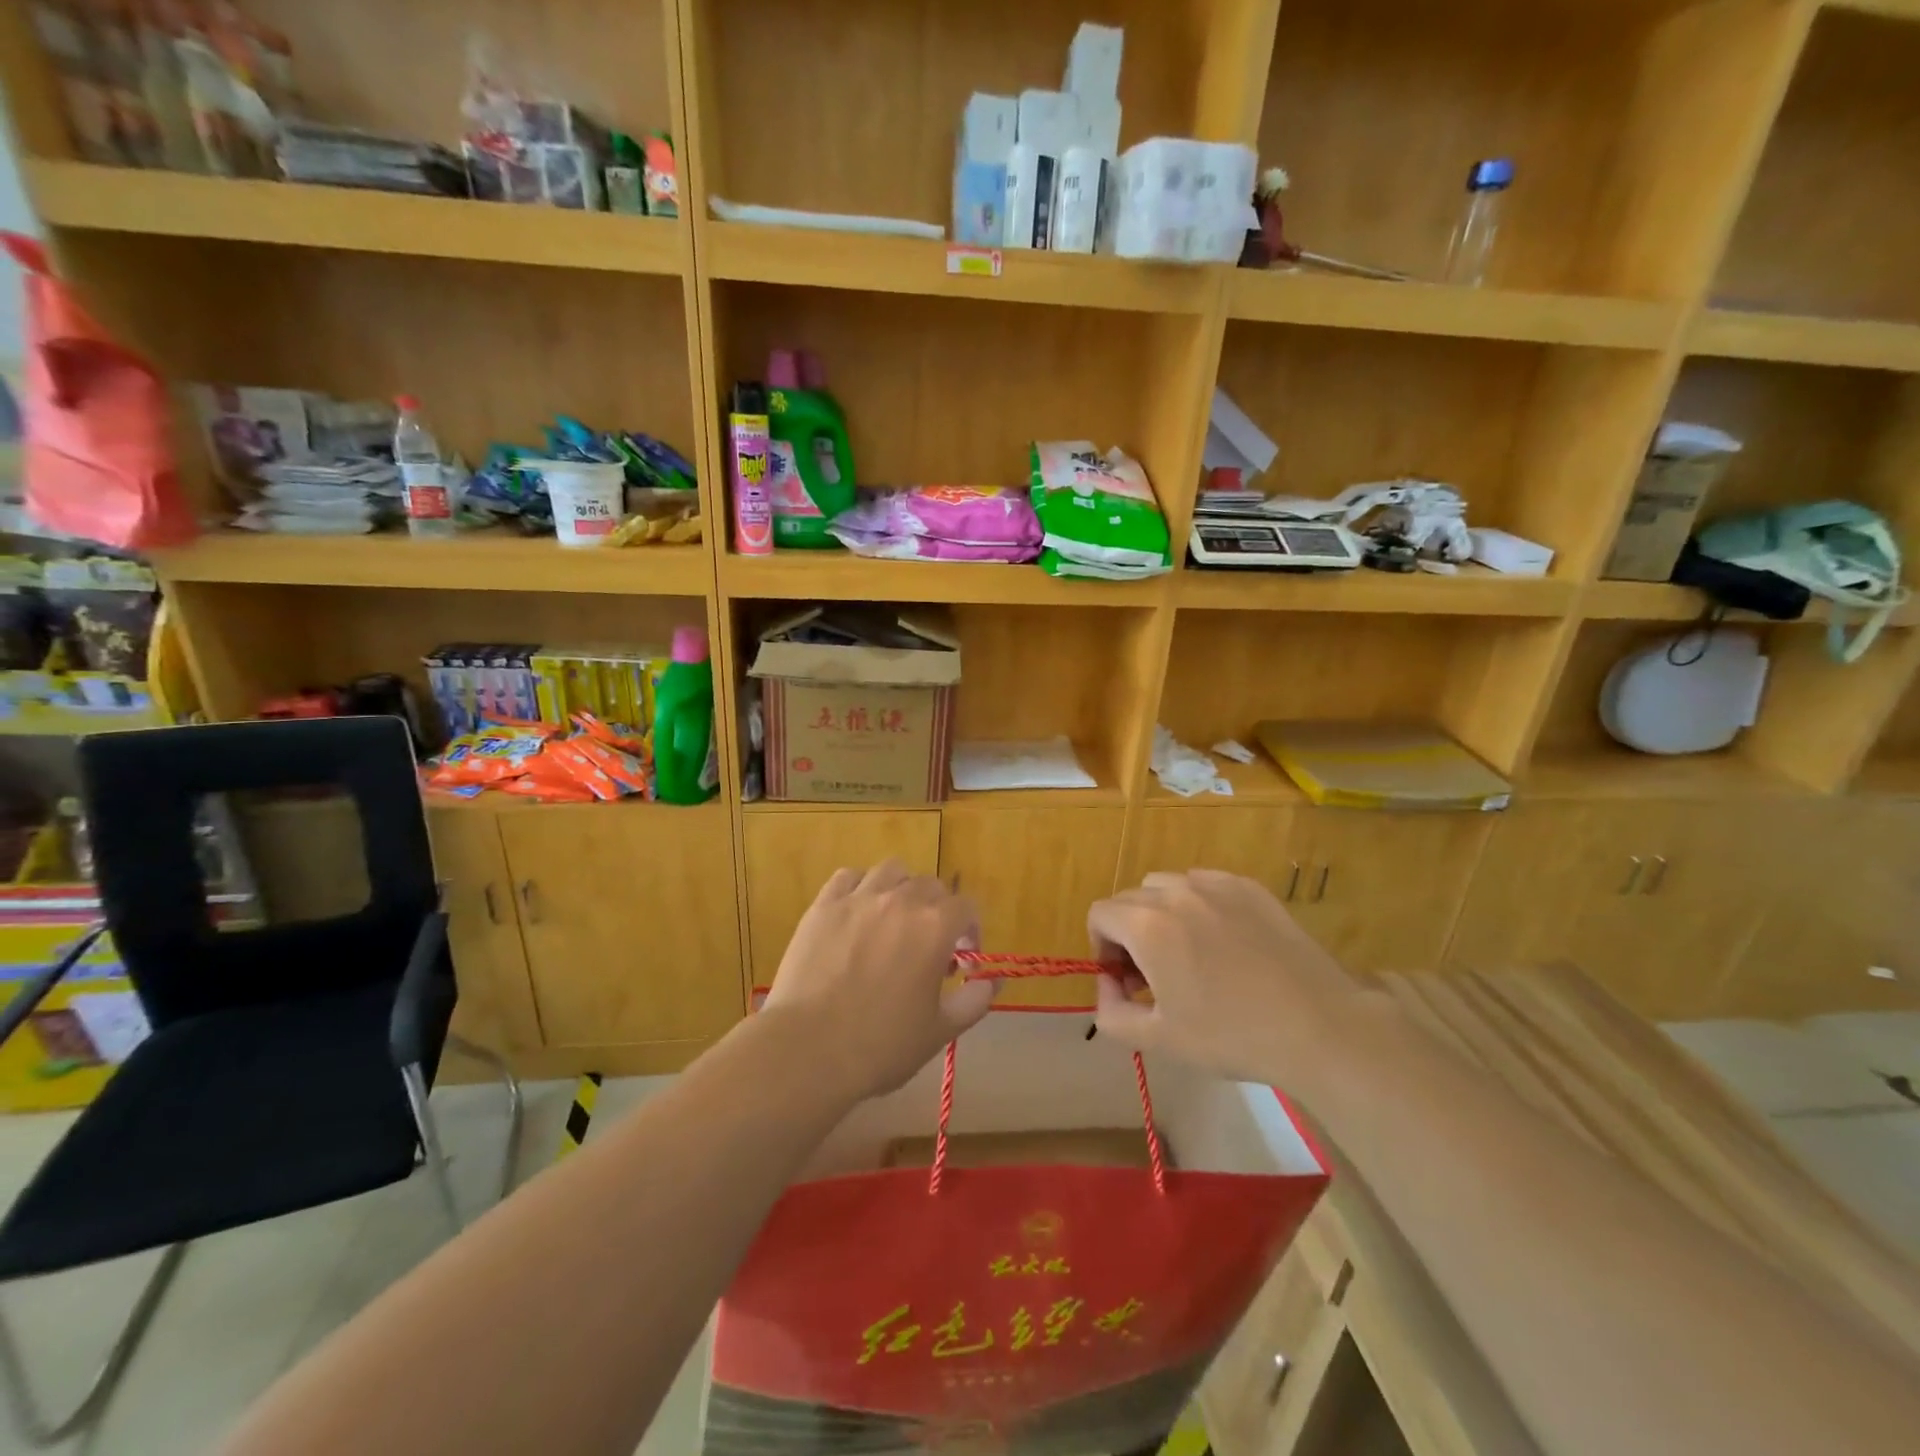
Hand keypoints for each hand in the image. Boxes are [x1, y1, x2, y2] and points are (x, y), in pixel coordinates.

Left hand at [763, 861, 994, 1102]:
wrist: (808, 1049)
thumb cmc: (880, 1045)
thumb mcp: (939, 1031)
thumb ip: (974, 1000)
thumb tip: (992, 981)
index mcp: (934, 926)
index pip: (966, 906)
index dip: (970, 930)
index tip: (960, 959)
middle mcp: (900, 900)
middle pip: (931, 885)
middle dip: (938, 910)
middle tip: (927, 945)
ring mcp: (858, 898)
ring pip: (891, 871)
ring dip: (901, 889)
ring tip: (893, 919)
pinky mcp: (823, 905)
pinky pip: (848, 877)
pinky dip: (860, 887)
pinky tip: (857, 911)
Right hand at [1088, 870, 1362, 1087]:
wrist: (1318, 1026)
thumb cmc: (1232, 1035)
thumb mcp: (1158, 1040)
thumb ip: (1112, 1013)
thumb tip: (1107, 986)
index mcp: (1147, 925)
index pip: (1099, 914)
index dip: (1101, 947)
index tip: (1125, 980)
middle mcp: (1176, 892)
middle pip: (1129, 899)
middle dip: (1128, 932)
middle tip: (1154, 974)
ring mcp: (1215, 884)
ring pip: (1166, 885)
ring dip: (1161, 913)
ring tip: (1188, 952)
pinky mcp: (1248, 887)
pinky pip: (1204, 883)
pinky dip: (1197, 904)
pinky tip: (1223, 940)